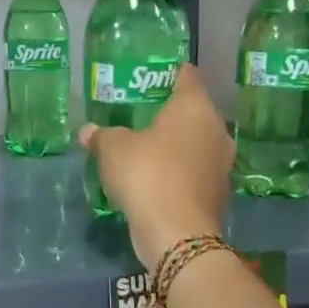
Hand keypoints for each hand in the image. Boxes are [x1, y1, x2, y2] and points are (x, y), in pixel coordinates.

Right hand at [80, 63, 231, 268]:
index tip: (150, 76)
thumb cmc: (147, 174)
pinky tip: (156, 178)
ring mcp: (221, 163)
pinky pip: (195, 171)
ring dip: (175, 144)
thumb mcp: (112, 148)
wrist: (177, 234)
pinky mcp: (218, 192)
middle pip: (193, 111)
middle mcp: (216, 130)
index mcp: (194, 107)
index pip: (187, 76)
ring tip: (146, 146)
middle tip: (140, 114)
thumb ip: (101, 135)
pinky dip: (178, 171)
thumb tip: (87, 131)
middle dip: (169, 112)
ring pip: (196, 143)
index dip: (168, 73)